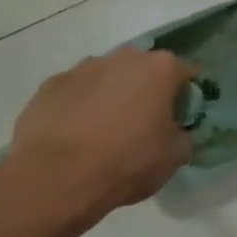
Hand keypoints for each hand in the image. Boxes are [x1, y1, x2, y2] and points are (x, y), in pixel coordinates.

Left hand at [3, 48, 196, 226]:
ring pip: (107, 78)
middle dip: (147, 91)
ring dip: (111, 95)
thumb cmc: (125, 162)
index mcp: (160, 68)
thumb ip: (184, 136)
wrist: (53, 178)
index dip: (186, 97)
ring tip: (103, 132)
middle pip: (144, 69)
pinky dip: (79, 106)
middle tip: (143, 124)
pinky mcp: (50, 84)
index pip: (186, 73)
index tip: (180, 120)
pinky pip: (75, 92)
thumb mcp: (174, 157)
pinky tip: (74, 135)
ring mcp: (83, 68)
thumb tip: (178, 133)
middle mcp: (124, 57)